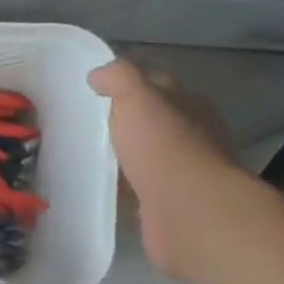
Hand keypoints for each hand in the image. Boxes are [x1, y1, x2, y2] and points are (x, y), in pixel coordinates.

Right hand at [87, 59, 250, 277]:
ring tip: (90, 159)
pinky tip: (105, 190)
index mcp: (190, 105)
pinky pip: (143, 191)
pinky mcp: (170, 206)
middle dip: (129, 124)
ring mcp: (184, 174)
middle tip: (89, 127)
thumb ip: (119, 79)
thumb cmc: (163, 146)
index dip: (131, 85)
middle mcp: (194, 136)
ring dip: (127, 159)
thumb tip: (98, 74)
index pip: (160, 86)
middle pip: (156, 123)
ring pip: (149, 158)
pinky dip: (127, 189)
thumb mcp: (137, 97)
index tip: (97, 92)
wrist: (186, 209)